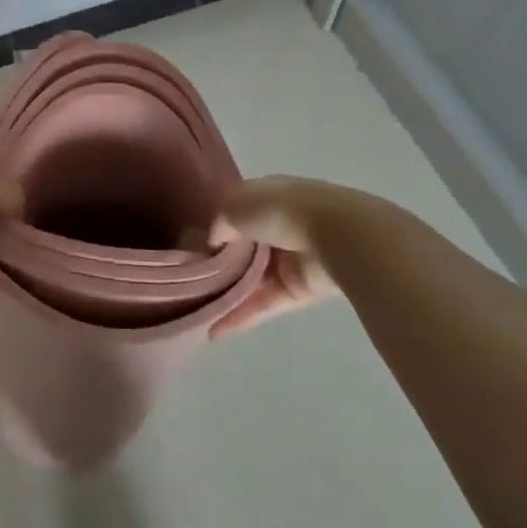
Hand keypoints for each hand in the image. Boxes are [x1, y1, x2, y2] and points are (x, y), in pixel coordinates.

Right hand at [206, 176, 343, 335]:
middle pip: (242, 248)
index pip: (233, 213)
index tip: (190, 249)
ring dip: (227, 295)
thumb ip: (220, 222)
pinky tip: (215, 330)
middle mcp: (276, 225)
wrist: (338, 235)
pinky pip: (266, 303)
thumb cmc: (282, 210)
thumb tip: (213, 241)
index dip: (213, 229)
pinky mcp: (299, 290)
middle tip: (188, 285)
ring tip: (195, 312)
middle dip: (218, 266)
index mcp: (265, 196)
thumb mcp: (237, 205)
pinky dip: (242, 316)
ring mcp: (289, 259)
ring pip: (252, 279)